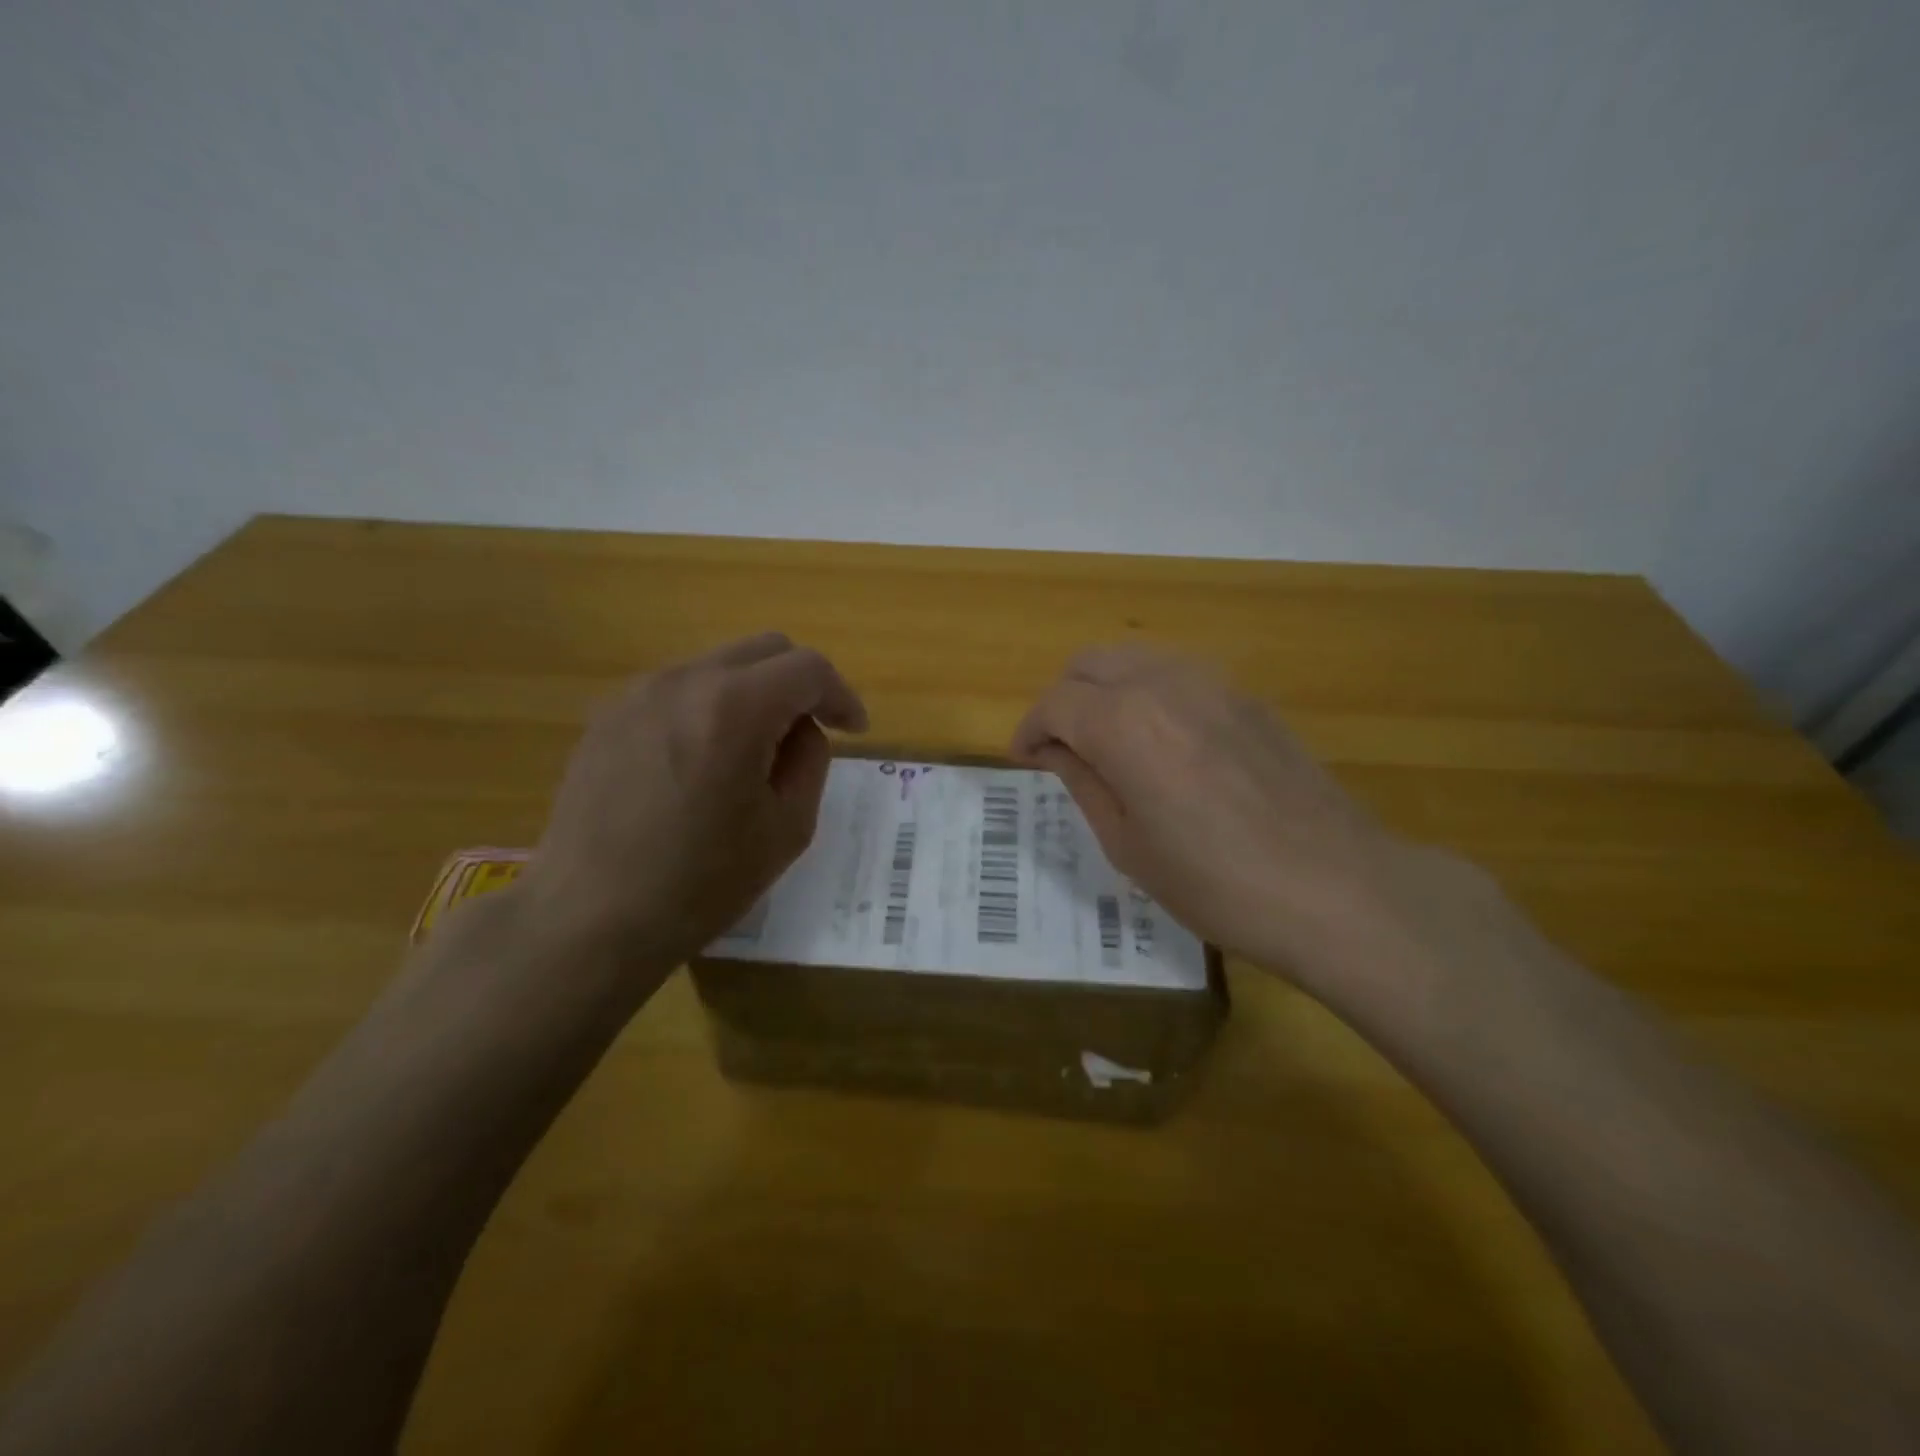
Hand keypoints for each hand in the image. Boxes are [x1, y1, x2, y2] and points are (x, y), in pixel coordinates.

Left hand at [511, 633, 866, 992]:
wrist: (589, 918)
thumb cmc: (700, 883)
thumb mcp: (787, 828)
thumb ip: (810, 760)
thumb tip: (801, 729)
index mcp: (734, 708)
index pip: (808, 668)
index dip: (841, 695)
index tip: (854, 730)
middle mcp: (684, 680)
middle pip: (765, 649)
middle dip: (801, 683)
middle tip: (811, 732)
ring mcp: (638, 692)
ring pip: (720, 664)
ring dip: (754, 693)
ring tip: (754, 750)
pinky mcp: (607, 714)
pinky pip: (679, 688)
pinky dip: (710, 706)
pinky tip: (704, 758)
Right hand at [1011, 645, 1479, 997]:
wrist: (1336, 887)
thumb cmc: (1216, 883)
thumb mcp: (1128, 846)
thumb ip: (1083, 783)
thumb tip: (1055, 750)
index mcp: (1124, 724)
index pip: (1055, 703)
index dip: (1029, 730)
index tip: (1025, 760)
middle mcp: (1163, 684)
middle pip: (1090, 663)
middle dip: (1062, 699)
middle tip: (1061, 748)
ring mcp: (1213, 683)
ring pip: (1135, 658)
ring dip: (1105, 689)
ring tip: (1107, 741)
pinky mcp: (1248, 697)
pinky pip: (1178, 674)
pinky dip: (1149, 692)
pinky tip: (1162, 742)